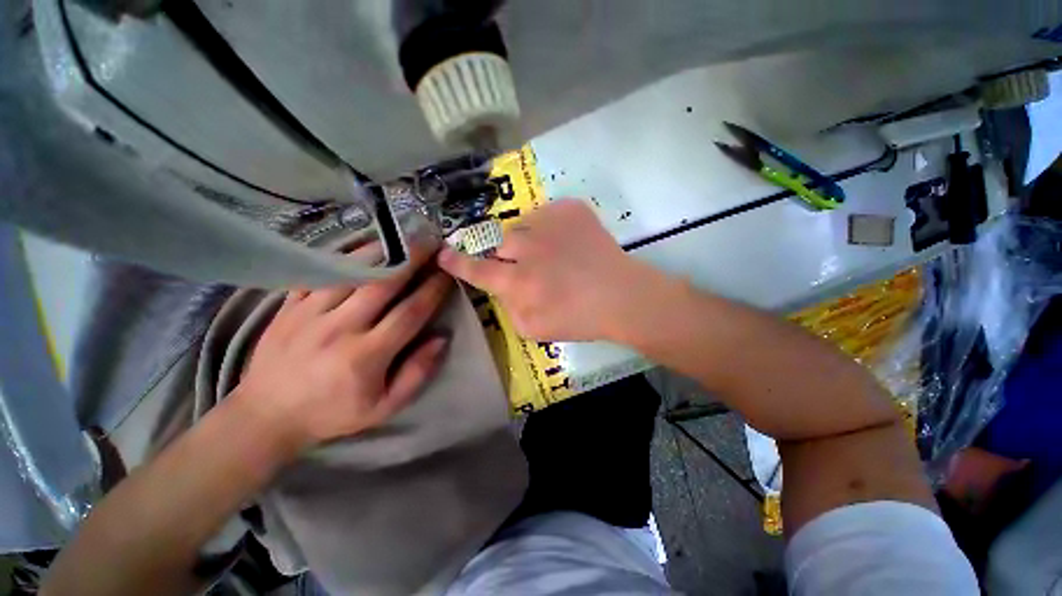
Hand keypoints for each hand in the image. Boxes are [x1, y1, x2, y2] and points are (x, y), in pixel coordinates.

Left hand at [236, 248, 453, 450]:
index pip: (410, 313)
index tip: (448, 273)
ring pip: (351, 272)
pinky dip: (342, 257)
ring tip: (401, 238)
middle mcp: (339, 328)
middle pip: (383, 284)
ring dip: (380, 251)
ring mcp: (309, 313)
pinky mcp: (289, 306)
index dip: (433, 290)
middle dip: (412, 259)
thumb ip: (417, 373)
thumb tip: (441, 338)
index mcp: (366, 356)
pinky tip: (361, 248)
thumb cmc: (333, 412)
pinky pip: (319, 272)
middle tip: (430, 241)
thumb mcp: (384, 407)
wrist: (266, 416)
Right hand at [438, 199, 669, 341]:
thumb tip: (502, 288)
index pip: (477, 269)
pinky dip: (552, 227)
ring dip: (530, 240)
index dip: (457, 262)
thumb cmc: (579, 319)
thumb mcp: (534, 330)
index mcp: (517, 281)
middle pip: (500, 242)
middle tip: (529, 265)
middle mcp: (526, 248)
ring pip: (522, 225)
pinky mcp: (570, 209)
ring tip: (553, 254)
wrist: (621, 296)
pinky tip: (568, 243)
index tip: (442, 253)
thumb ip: (508, 308)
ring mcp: (549, 223)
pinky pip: (548, 213)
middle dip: (507, 253)